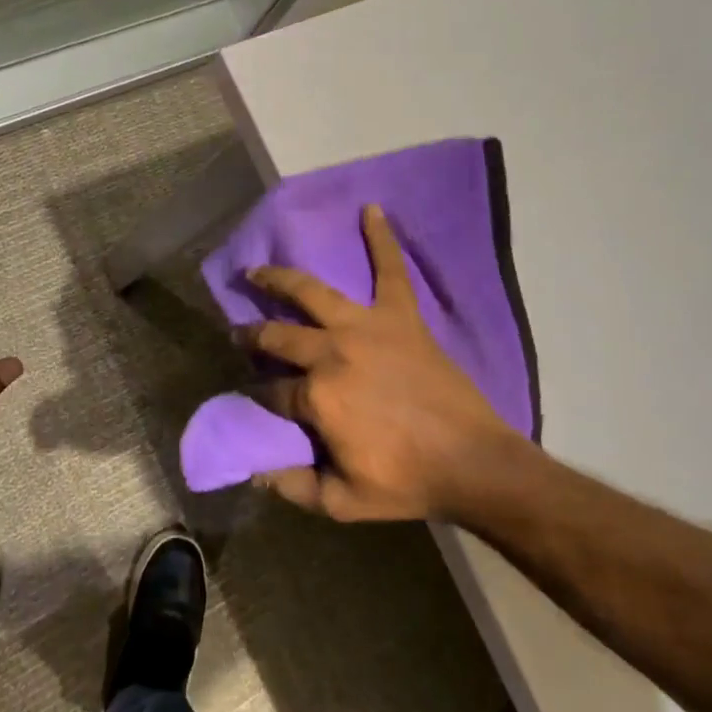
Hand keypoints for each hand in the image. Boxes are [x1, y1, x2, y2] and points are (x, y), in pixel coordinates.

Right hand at [241, 205, 533, 520]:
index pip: (272, 390)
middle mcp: (332, 352)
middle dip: (252, 334)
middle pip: (279, 335)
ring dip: (280, 278)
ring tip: (258, 270)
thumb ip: (292, 486)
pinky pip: (391, 270)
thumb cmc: (407, 482)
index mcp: (316, 396)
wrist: (474, 462)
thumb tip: (255, 470)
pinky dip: (382, 239)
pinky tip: (372, 210)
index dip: (258, 395)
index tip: (251, 396)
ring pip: (312, 292)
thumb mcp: (341, 501)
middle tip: (238, 332)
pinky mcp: (401, 317)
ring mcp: (367, 328)